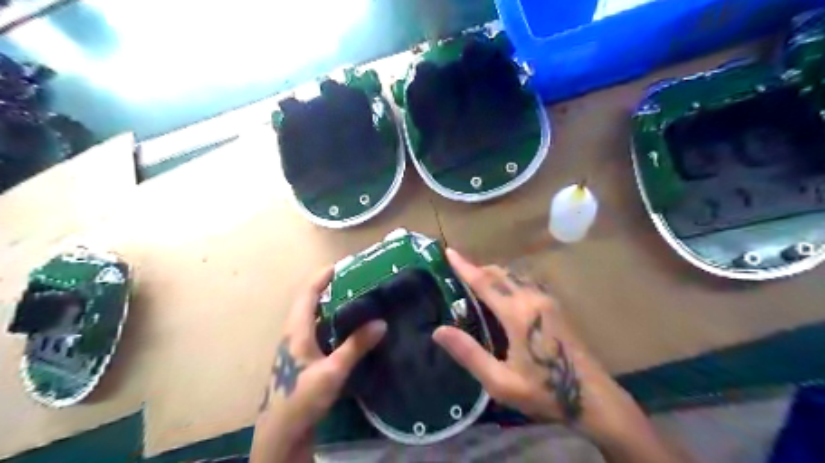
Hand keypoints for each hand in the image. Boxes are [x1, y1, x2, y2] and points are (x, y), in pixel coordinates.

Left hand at [249, 268, 389, 462]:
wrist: (281, 434)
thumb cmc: (302, 399)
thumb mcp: (332, 372)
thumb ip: (356, 346)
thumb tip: (381, 323)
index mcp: (296, 331)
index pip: (307, 294)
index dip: (321, 277)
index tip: (340, 265)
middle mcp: (294, 334)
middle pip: (308, 303)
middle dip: (327, 288)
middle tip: (352, 280)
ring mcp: (296, 348)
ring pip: (313, 318)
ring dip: (329, 305)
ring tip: (353, 299)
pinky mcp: (302, 360)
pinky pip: (316, 332)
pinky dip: (330, 322)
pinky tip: (347, 329)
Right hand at [428, 250, 646, 440]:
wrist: (594, 398)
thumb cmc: (545, 392)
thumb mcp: (500, 382)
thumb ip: (469, 354)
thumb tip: (438, 331)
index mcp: (518, 313)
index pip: (484, 282)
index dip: (464, 266)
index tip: (449, 252)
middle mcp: (533, 298)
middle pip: (500, 273)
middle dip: (477, 269)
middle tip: (458, 275)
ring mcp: (548, 300)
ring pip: (514, 276)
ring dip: (493, 275)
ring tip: (476, 284)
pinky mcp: (555, 306)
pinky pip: (525, 283)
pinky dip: (507, 281)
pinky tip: (503, 295)